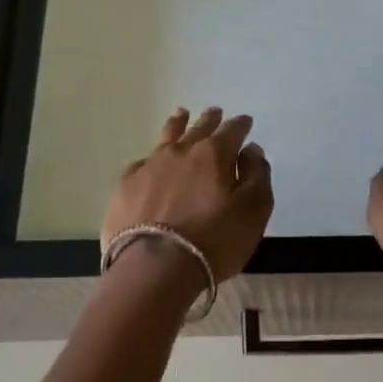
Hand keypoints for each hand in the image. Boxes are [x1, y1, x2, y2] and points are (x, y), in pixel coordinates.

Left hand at [103, 108, 273, 285]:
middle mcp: (181, 152)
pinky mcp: (125, 187)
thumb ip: (257, 176)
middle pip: (198, 129)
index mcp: (214, 155)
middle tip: (215, 113)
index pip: (232, 131)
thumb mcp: (252, 211)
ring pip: (166, 137)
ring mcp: (149, 167)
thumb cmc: (213, 241)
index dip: (240, 125)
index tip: (245, 121)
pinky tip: (150, 161)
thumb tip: (251, 151)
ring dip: (177, 125)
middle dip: (210, 120)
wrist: (154, 268)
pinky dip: (151, 158)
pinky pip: (141, 163)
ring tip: (180, 115)